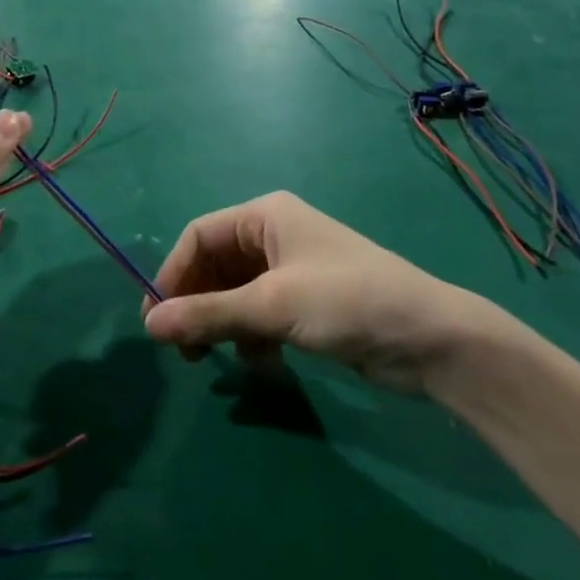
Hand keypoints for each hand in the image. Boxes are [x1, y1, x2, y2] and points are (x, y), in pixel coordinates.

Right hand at [141, 192, 510, 395]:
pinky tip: (259, 363)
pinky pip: (259, 314)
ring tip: (213, 360)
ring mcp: (291, 271)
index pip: (199, 236)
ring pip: (234, 293)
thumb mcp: (272, 306)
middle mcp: (274, 236)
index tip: (155, 319)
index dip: (173, 274)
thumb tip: (148, 325)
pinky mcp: (306, 304)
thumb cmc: (346, 301)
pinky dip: (250, 336)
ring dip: (221, 324)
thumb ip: (208, 314)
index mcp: (265, 216)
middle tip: (181, 349)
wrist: (431, 340)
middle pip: (214, 265)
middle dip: (195, 303)